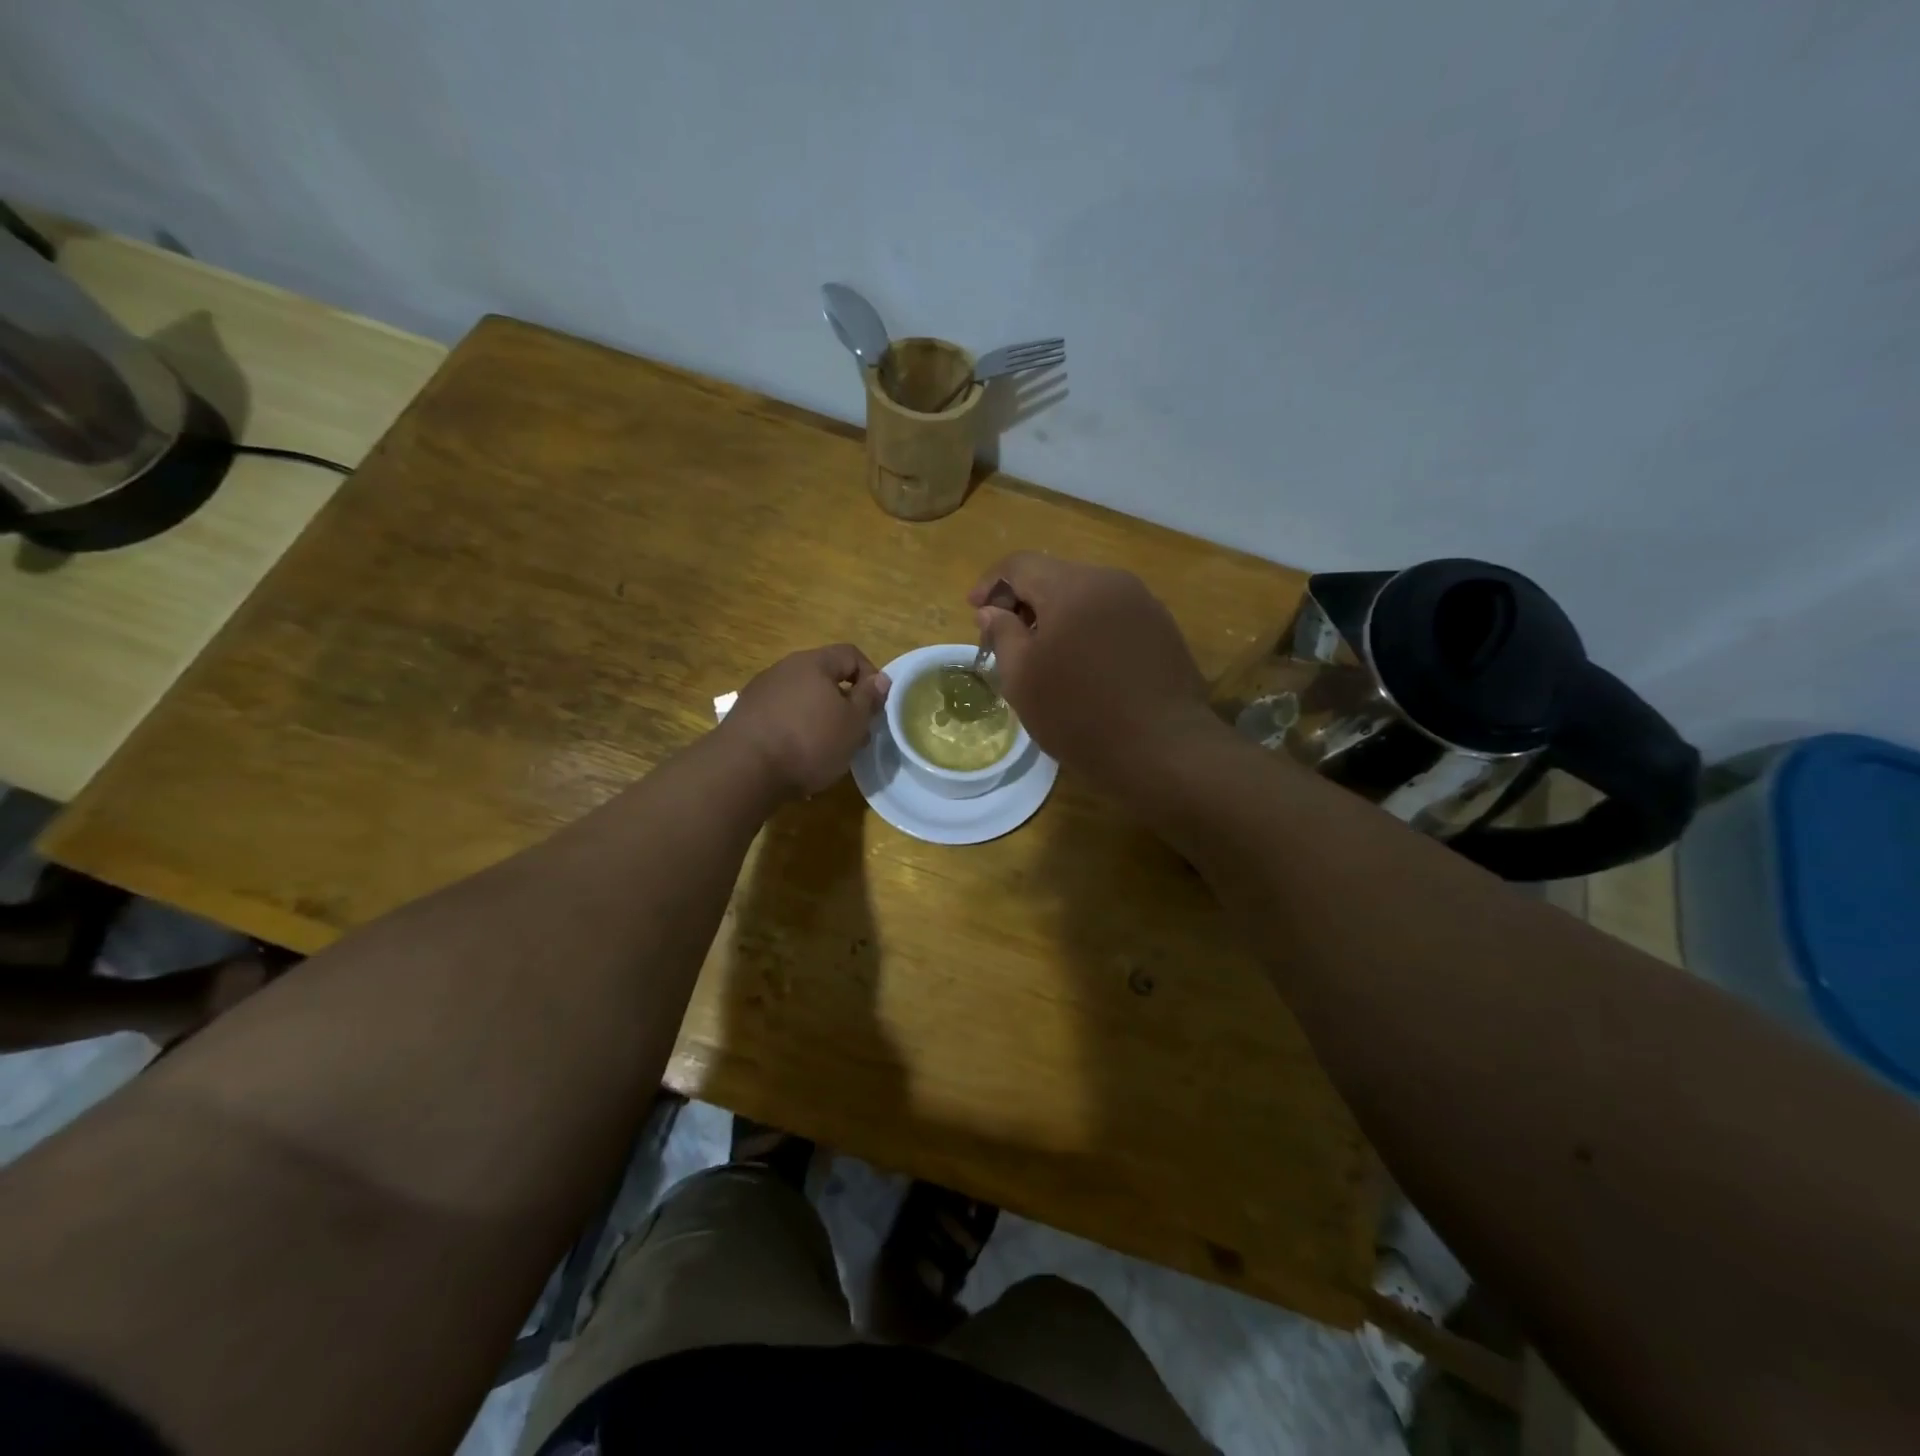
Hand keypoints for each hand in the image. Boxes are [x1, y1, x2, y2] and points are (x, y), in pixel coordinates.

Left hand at [721, 644, 890, 797]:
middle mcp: (785, 668)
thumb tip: (881, 678)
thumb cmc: (809, 741)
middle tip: (856, 734)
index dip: (871, 676)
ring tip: (829, 750)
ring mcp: (761, 691)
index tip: (876, 707)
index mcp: (814, 663)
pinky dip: (797, 729)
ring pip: (803, 698)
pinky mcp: (746, 715)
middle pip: (825, 677)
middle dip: (846, 703)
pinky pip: (782, 715)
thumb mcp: (853, 723)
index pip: (851, 654)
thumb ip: (869, 698)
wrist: (744, 769)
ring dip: (821, 718)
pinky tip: (799, 756)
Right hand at [970, 553, 1212, 788]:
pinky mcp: (1162, 628)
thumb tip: (991, 611)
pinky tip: (1082, 665)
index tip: (974, 612)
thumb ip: (1002, 634)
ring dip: (1056, 616)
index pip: (1020, 564)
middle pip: (1055, 576)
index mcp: (1071, 587)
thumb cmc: (1079, 714)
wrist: (1163, 749)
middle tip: (1005, 638)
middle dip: (1023, 601)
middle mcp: (1111, 581)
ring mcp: (1143, 603)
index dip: (991, 584)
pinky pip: (1112, 615)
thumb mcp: (1022, 679)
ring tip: (1043, 655)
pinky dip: (1087, 628)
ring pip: (1085, 595)